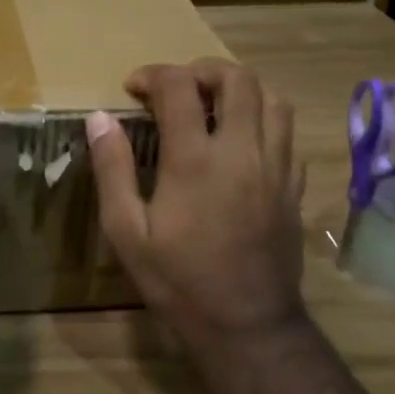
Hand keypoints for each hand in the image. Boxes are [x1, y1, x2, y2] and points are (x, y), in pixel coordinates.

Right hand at [85, 58, 307, 366]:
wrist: (245, 323)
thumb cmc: (177, 280)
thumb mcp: (126, 231)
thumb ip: (113, 169)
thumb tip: (100, 118)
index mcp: (195, 160)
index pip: (179, 87)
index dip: (153, 75)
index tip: (133, 87)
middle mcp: (242, 151)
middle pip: (237, 79)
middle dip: (202, 70)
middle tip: (176, 88)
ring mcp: (276, 167)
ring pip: (273, 99)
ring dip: (240, 90)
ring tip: (212, 107)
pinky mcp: (294, 187)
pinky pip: (287, 134)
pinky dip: (263, 121)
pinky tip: (241, 143)